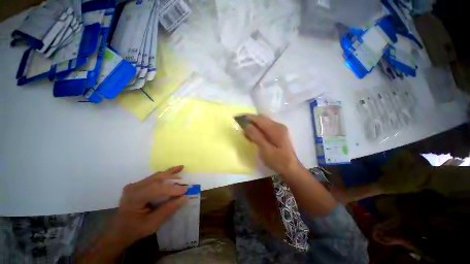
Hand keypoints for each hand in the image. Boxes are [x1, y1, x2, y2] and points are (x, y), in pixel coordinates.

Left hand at [77, 166, 187, 262]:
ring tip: (181, 168)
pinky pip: (154, 178)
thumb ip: (168, 210)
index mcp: (133, 198)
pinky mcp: (138, 184)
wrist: (119, 231)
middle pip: (156, 179)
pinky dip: (165, 175)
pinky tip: (173, 171)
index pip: (156, 189)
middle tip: (185, 182)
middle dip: (172, 179)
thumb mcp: (152, 224)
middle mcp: (133, 187)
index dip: (172, 189)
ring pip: (156, 176)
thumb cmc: (135, 230)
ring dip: (170, 173)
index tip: (185, 191)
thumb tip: (184, 198)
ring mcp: (135, 185)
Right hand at [244, 115, 301, 175]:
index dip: (248, 118)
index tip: (238, 119)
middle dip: (250, 121)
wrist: (291, 169)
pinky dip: (258, 129)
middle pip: (262, 119)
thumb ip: (256, 136)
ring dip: (254, 125)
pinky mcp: (278, 133)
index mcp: (276, 129)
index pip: (259, 119)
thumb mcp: (265, 149)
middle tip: (240, 126)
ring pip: (263, 123)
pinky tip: (253, 135)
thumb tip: (247, 125)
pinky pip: (266, 127)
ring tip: (245, 131)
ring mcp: (279, 129)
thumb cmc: (278, 161)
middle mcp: (278, 125)